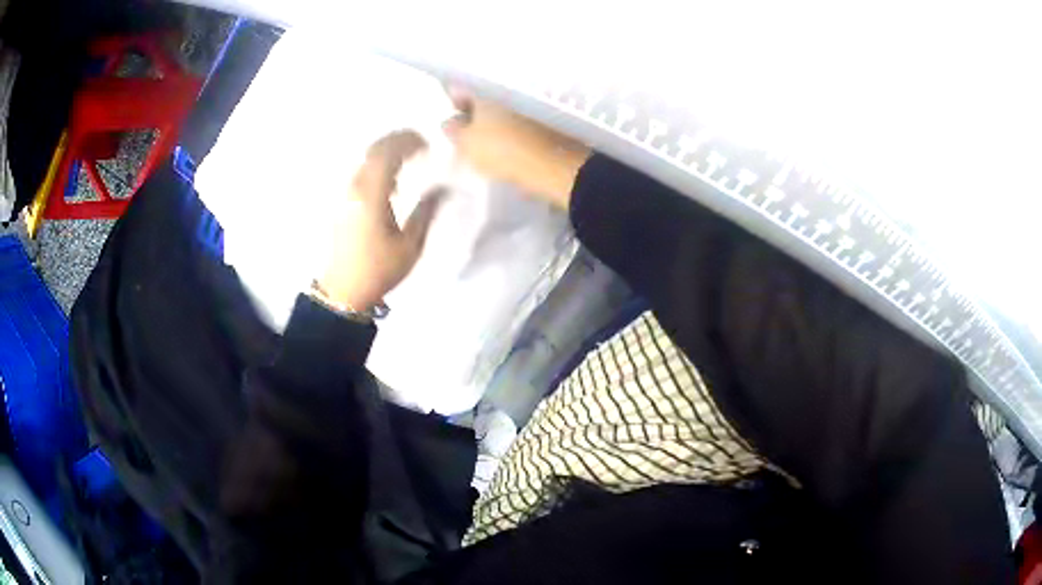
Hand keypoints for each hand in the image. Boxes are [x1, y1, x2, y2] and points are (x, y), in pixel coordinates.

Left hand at [318, 131, 443, 311]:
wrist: (343, 290)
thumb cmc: (379, 269)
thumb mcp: (410, 245)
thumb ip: (426, 211)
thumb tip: (442, 189)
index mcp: (372, 194)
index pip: (388, 152)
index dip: (409, 142)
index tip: (428, 146)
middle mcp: (355, 187)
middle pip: (375, 149)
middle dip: (398, 141)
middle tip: (420, 145)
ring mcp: (345, 194)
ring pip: (366, 159)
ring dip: (387, 153)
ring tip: (410, 161)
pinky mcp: (342, 203)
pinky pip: (361, 172)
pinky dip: (378, 166)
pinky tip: (392, 183)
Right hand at [443, 88, 589, 208]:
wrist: (554, 165)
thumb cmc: (503, 149)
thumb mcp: (466, 143)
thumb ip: (453, 130)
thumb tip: (451, 122)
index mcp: (487, 89)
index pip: (462, 86)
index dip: (455, 102)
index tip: (454, 122)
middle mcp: (510, 88)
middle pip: (486, 97)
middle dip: (476, 113)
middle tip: (470, 136)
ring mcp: (532, 102)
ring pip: (505, 109)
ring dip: (496, 123)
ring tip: (490, 146)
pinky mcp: (549, 119)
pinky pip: (522, 121)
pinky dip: (514, 130)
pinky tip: (511, 149)